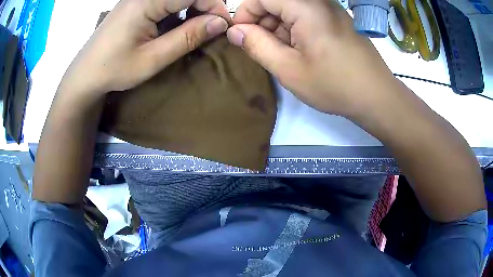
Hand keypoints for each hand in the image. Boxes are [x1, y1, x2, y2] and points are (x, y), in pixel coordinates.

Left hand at [62, 0, 229, 94]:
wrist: (86, 72)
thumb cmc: (114, 69)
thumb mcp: (152, 58)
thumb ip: (187, 37)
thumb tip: (220, 23)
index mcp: (147, 1)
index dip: (215, 6)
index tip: (222, 27)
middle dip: (206, 6)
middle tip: (209, 29)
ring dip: (193, 8)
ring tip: (193, 29)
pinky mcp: (137, 1)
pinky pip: (167, 0)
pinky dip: (179, 9)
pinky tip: (176, 25)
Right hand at [227, 0, 397, 116]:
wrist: (376, 96)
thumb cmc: (334, 84)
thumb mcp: (288, 69)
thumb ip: (256, 45)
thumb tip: (235, 31)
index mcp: (306, 7)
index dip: (245, 14)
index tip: (242, 37)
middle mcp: (319, 1)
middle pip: (277, 2)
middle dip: (262, 22)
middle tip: (263, 49)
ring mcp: (330, 8)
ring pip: (290, 9)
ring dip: (278, 27)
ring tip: (283, 54)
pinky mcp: (337, 18)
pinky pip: (306, 15)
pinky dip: (295, 29)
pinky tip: (300, 50)